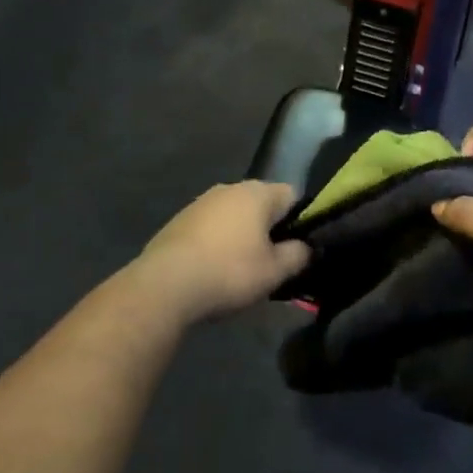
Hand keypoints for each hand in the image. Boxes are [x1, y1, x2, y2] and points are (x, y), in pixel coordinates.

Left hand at [134, 181, 310, 323]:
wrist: (165, 284)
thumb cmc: (229, 272)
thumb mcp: (275, 271)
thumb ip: (299, 255)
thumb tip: (306, 247)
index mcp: (257, 193)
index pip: (293, 196)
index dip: (301, 221)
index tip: (298, 249)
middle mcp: (229, 188)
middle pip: (262, 205)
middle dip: (270, 230)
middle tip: (272, 264)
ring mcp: (201, 202)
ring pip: (234, 215)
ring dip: (242, 236)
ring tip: (241, 270)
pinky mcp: (180, 219)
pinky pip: (211, 227)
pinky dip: (217, 242)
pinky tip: (213, 269)